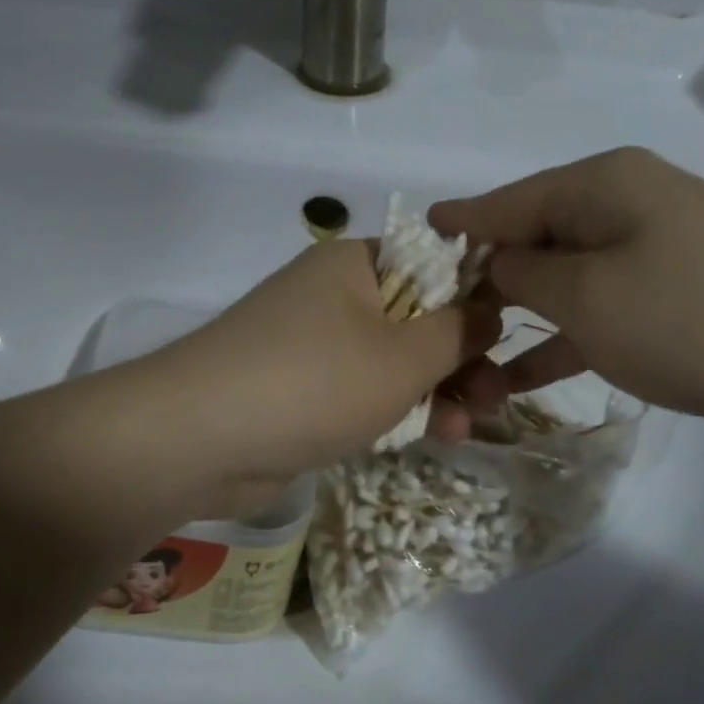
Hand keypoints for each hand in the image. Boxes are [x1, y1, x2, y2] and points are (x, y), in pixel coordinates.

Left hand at [147, 239, 498, 511]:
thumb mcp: (402, 357)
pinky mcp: (299, 390)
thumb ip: (457, 331)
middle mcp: (333, 295)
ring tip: (466, 428)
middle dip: (460, 360)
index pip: (433, 264)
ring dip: (433, 391)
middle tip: (495, 399)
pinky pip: (361, 391)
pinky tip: (428, 436)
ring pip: (392, 361)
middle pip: (417, 318)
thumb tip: (491, 307)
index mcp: (356, 264)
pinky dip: (393, 409)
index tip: (507, 338)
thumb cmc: (312, 383)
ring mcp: (312, 344)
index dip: (476, 299)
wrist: (197, 439)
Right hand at [430, 148, 703, 433]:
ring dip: (518, 323)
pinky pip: (600, 310)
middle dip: (482, 284)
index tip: (412, 243)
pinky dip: (563, 339)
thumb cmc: (695, 316)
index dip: (455, 227)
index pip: (503, 203)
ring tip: (470, 363)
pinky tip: (525, 376)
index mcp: (598, 186)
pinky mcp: (676, 296)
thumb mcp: (589, 296)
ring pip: (563, 282)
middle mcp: (624, 205)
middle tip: (435, 326)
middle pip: (531, 239)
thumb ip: (526, 273)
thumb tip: (498, 261)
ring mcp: (654, 251)